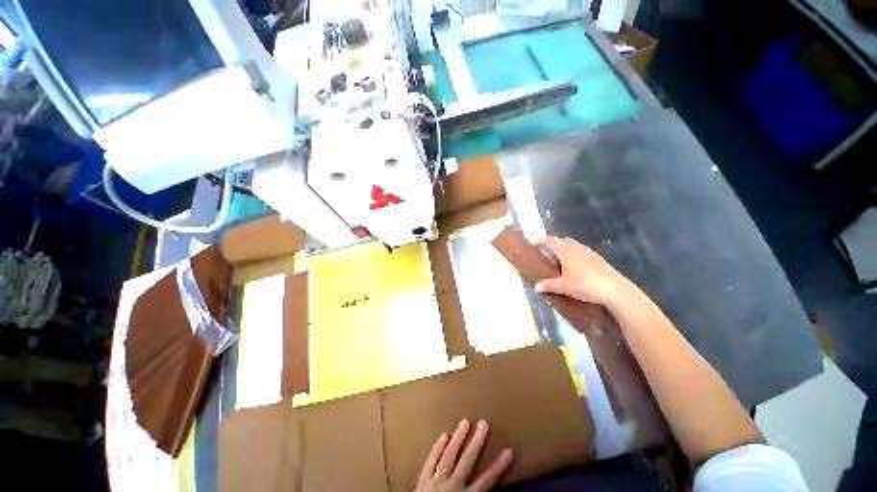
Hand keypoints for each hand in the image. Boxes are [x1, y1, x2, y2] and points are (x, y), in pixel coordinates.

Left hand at [414, 419, 512, 491]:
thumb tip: (488, 486)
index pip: (486, 481)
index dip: (498, 466)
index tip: (508, 451)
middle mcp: (453, 486)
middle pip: (467, 461)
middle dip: (477, 442)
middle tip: (484, 423)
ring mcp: (436, 481)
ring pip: (449, 456)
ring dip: (458, 438)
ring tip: (465, 421)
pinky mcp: (422, 480)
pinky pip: (430, 460)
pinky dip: (437, 448)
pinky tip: (443, 435)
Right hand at [534, 236, 631, 305]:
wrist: (615, 290)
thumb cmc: (584, 284)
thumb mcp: (563, 287)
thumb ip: (548, 285)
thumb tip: (536, 287)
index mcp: (566, 251)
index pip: (552, 241)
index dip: (543, 240)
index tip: (537, 242)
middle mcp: (577, 248)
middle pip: (564, 241)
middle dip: (556, 245)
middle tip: (550, 255)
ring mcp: (589, 253)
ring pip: (575, 247)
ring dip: (567, 251)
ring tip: (563, 263)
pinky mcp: (599, 259)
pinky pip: (583, 253)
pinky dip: (577, 257)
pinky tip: (578, 269)